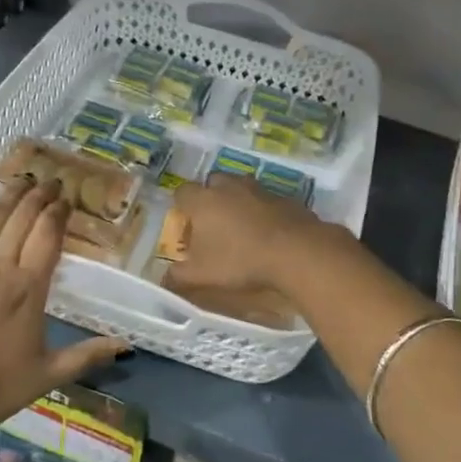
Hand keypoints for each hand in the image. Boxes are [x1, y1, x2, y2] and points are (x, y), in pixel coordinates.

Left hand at [0, 177, 124, 439]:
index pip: (48, 236)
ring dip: (8, 194)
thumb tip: (125, 343)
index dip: (58, 213)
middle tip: (49, 182)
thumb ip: (86, 355)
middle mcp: (1, 267)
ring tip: (21, 179)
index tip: (65, 199)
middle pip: (22, 219)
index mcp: (30, 289)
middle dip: (38, 196)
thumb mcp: (46, 375)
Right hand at [170, 174, 331, 294]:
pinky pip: (267, 200)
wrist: (296, 252)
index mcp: (203, 200)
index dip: (182, 206)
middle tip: (213, 223)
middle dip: (210, 197)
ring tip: (241, 227)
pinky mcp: (285, 197)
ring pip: (242, 187)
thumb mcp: (202, 275)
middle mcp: (229, 186)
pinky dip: (264, 210)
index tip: (186, 223)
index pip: (182, 192)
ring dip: (238, 201)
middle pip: (213, 183)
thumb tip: (165, 279)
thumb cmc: (240, 260)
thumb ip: (178, 276)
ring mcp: (259, 189)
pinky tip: (268, 232)